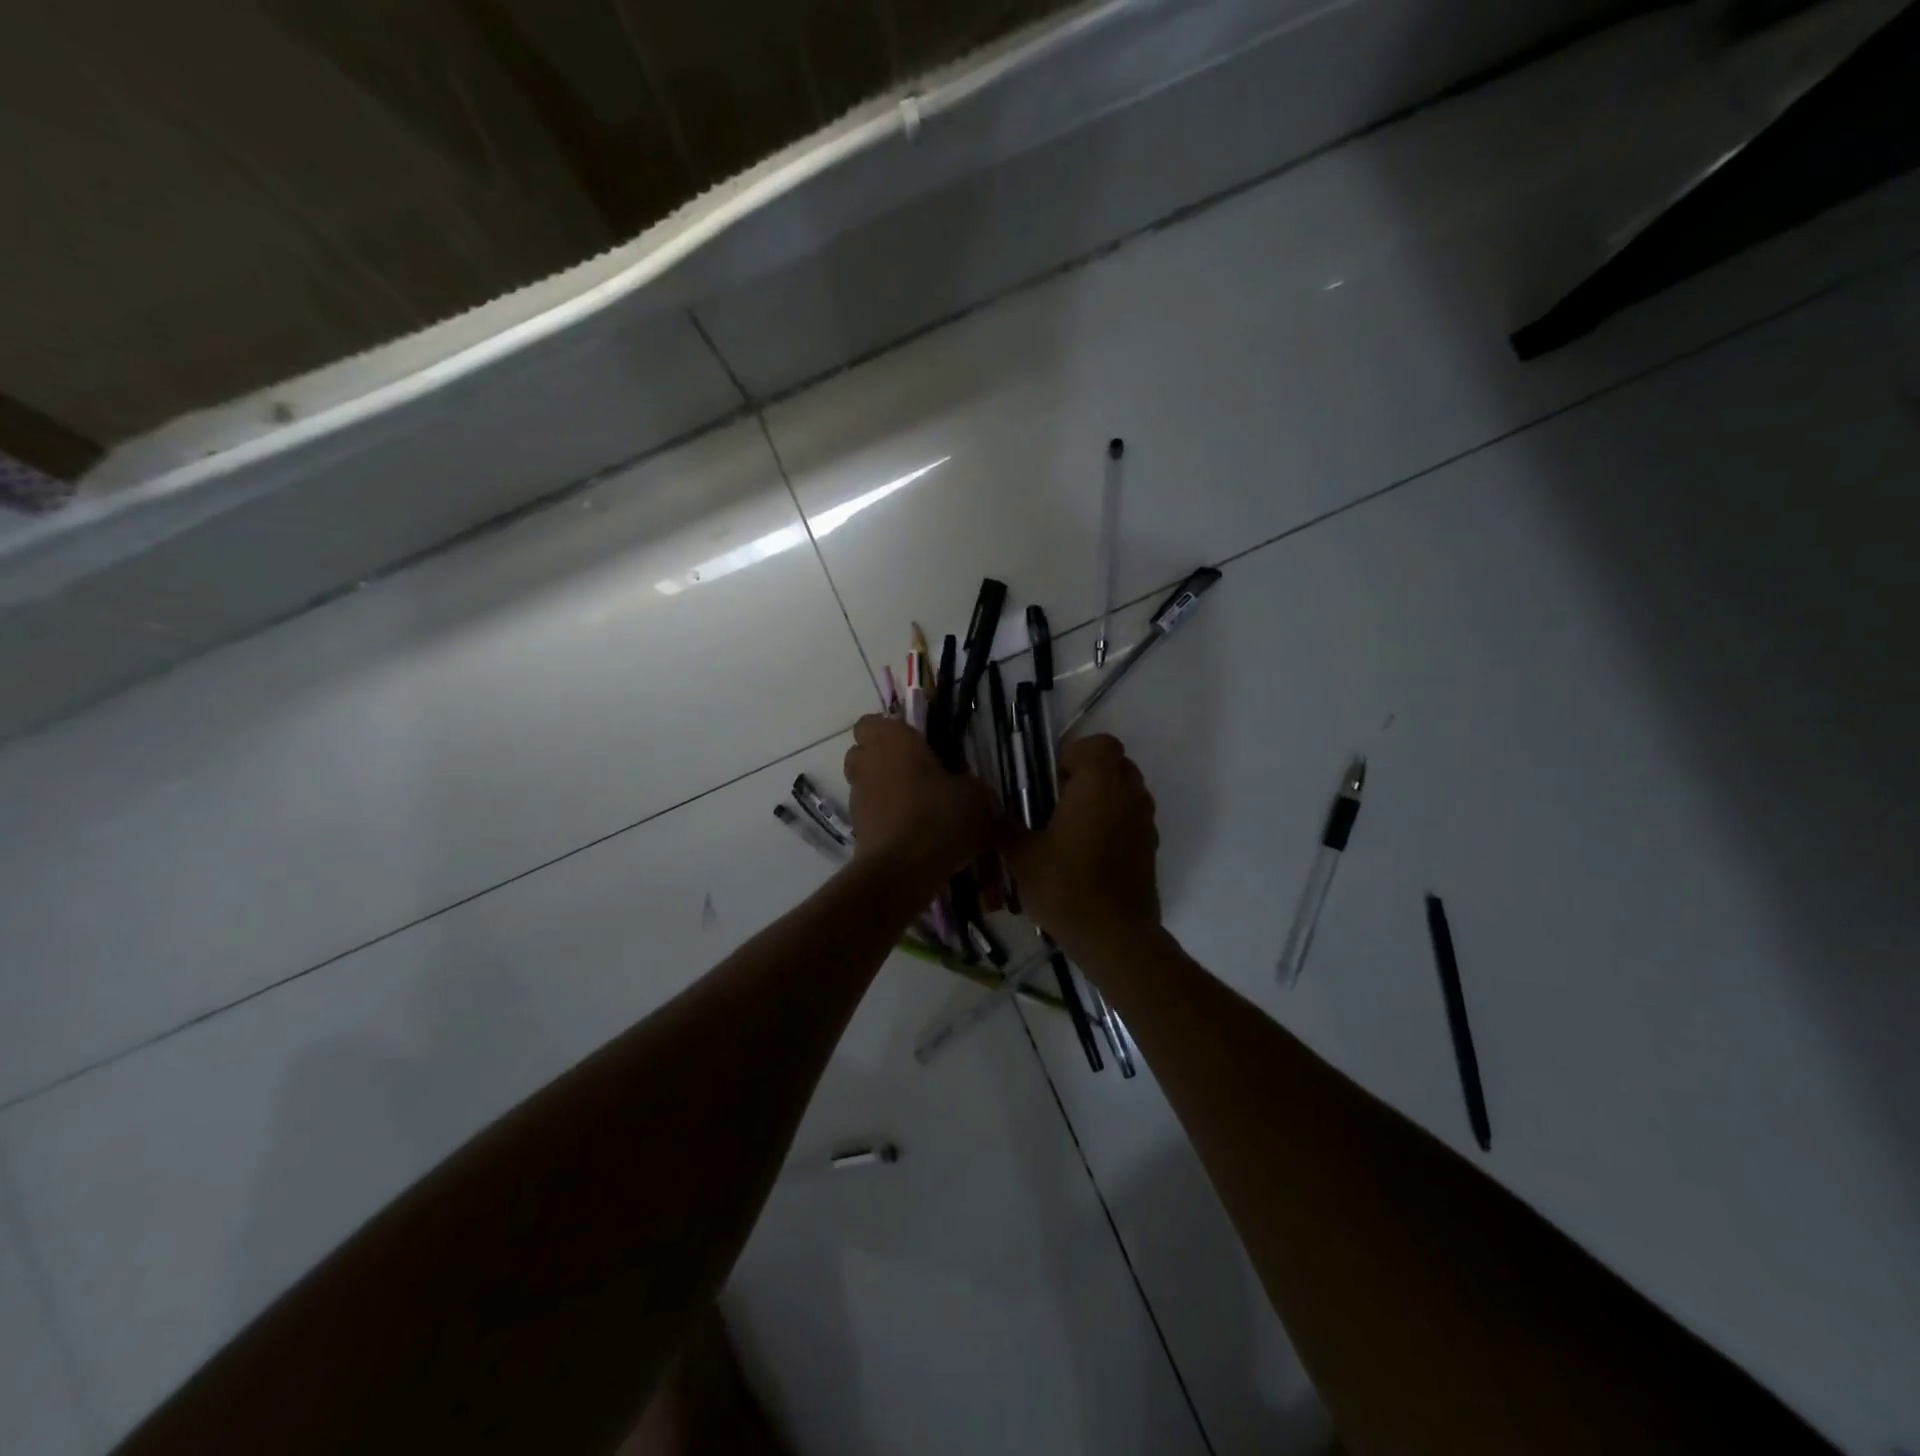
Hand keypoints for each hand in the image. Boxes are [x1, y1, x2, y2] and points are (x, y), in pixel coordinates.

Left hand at [843, 715, 993, 889]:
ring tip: (919, 808)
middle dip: (885, 760)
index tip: (918, 744)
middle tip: (918, 773)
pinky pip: (872, 814)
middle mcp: (867, 764)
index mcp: (892, 741)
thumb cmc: (940, 817)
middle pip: (864, 753)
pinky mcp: (857, 829)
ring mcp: (858, 798)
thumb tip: (973, 791)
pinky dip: (887, 819)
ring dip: (886, 791)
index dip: (891, 730)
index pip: (871, 722)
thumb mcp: (976, 797)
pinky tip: (915, 834)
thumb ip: (973, 786)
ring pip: (867, 784)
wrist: (902, 871)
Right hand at [1005, 734, 1161, 956]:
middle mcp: (1128, 795)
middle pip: (1116, 763)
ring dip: (1104, 796)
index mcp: (1099, 785)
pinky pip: (1133, 817)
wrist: (1114, 936)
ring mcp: (1145, 821)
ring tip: (1073, 825)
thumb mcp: (1022, 857)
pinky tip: (1090, 851)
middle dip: (1089, 773)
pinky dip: (1115, 821)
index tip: (1052, 779)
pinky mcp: (1151, 847)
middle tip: (1059, 799)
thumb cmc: (1066, 887)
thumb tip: (986, 808)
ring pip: (1128, 790)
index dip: (1075, 753)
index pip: (1100, 744)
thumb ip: (1004, 827)